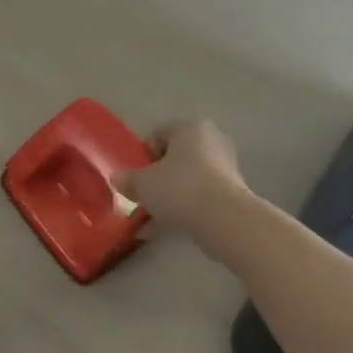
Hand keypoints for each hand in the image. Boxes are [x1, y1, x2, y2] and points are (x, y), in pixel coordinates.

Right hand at [113, 118, 251, 244]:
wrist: (223, 219)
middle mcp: (212, 139)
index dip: (143, 156)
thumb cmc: (179, 188)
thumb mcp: (142, 184)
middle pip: (176, 157)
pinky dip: (187, 206)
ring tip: (155, 216)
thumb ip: (127, 179)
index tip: (136, 178)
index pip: (158, 135)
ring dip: (173, 194)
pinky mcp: (235, 191)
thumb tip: (117, 178)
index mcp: (190, 127)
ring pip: (189, 178)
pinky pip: (202, 195)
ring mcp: (226, 166)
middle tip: (146, 195)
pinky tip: (171, 225)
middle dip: (160, 176)